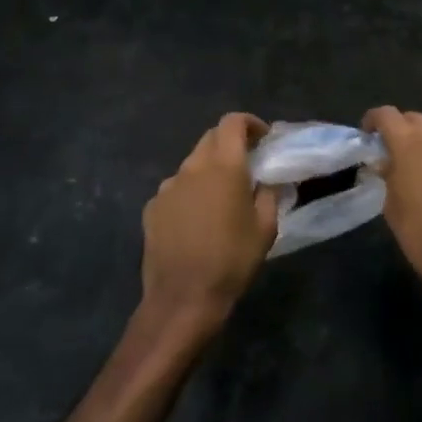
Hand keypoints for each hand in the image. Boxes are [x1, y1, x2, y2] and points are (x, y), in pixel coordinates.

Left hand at [140, 113, 278, 334]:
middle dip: (230, 143)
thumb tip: (266, 180)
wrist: (183, 299)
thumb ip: (269, 194)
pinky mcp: (152, 208)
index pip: (232, 122)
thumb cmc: (232, 260)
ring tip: (221, 196)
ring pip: (192, 164)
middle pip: (211, 138)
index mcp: (224, 165)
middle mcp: (192, 167)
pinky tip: (197, 219)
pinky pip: (176, 189)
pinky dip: (190, 192)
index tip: (262, 139)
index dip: (249, 123)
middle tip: (246, 165)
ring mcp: (168, 187)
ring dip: (209, 169)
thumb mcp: (266, 227)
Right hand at [363, 106, 421, 303]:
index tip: (367, 136)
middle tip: (389, 154)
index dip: (372, 122)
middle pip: (412, 119)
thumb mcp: (392, 205)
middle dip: (399, 130)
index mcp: (410, 140)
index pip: (385, 114)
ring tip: (414, 167)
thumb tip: (386, 162)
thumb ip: (387, 174)